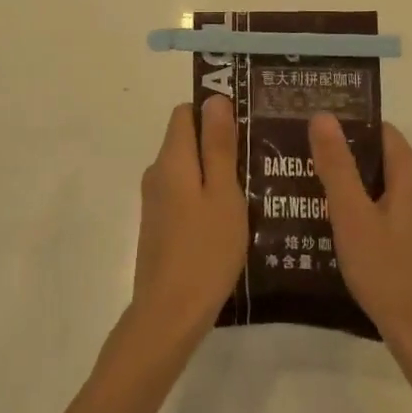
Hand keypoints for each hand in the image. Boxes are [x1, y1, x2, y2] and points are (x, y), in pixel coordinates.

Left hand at [129, 98, 247, 350]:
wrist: (169, 314)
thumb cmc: (205, 250)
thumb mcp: (223, 194)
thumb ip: (218, 145)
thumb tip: (215, 98)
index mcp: (171, 159)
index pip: (186, 112)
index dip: (213, 113)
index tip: (245, 127)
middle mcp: (157, 172)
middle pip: (186, 139)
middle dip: (218, 143)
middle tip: (257, 159)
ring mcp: (155, 201)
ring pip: (187, 169)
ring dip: (214, 172)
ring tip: (252, 189)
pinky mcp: (158, 225)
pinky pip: (183, 193)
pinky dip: (204, 196)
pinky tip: (230, 218)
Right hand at [310, 114, 411, 368]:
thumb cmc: (389, 274)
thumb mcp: (352, 217)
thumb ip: (337, 165)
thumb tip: (323, 115)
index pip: (380, 131)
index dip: (347, 130)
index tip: (314, 139)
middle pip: (386, 158)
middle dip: (350, 162)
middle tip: (309, 171)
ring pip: (393, 187)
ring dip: (362, 190)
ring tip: (321, 201)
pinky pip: (403, 211)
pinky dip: (378, 212)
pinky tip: (352, 235)